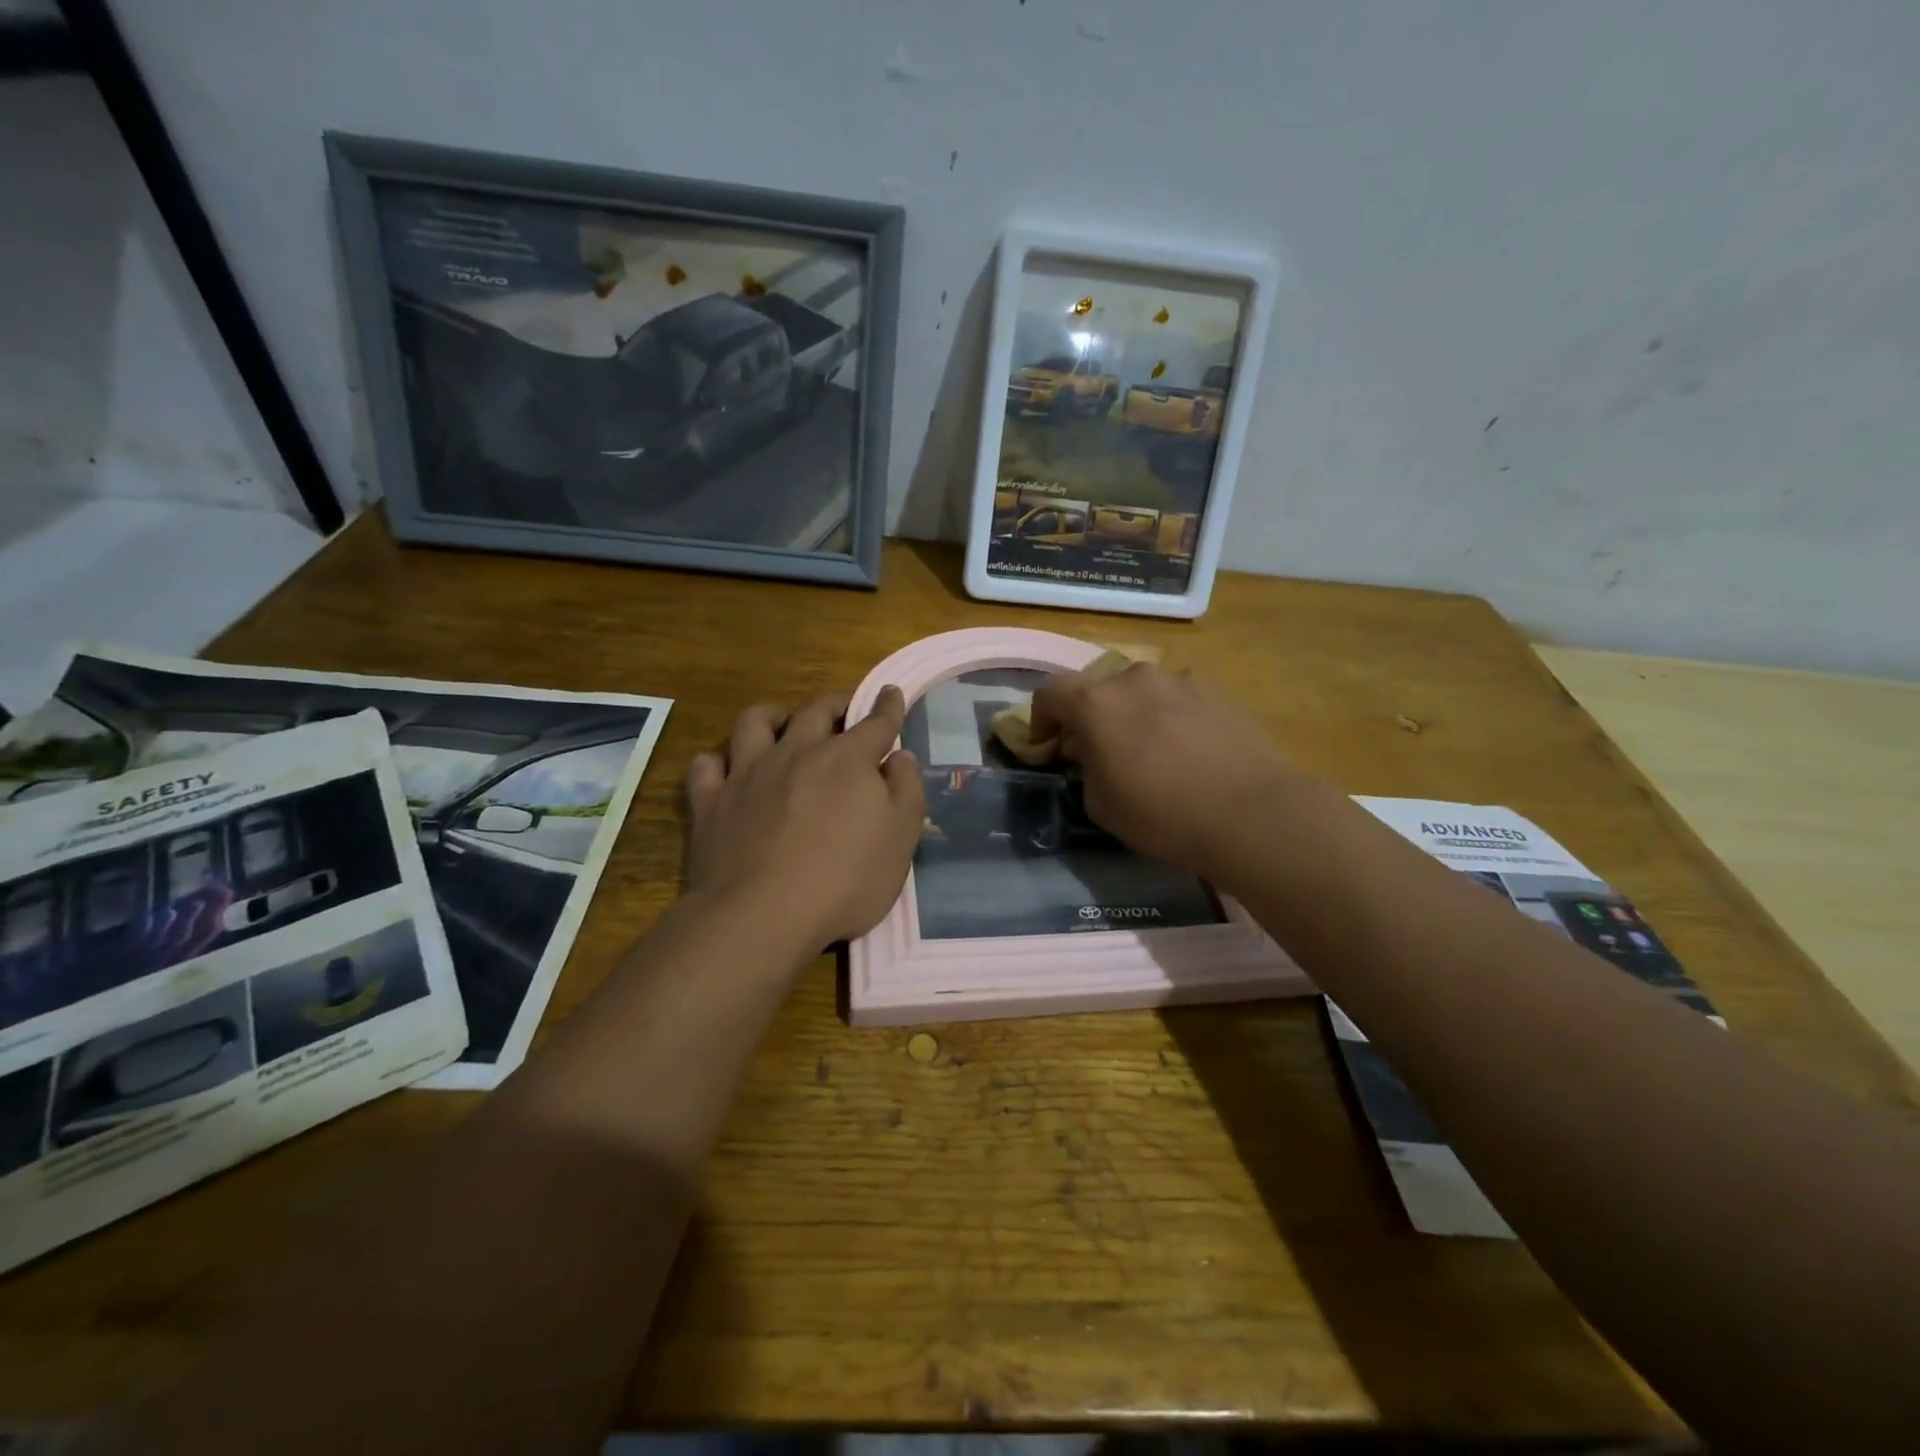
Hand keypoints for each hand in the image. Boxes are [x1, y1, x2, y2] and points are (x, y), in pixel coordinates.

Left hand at [685, 687, 924, 954]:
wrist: (763, 914)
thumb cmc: (846, 878)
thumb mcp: (901, 838)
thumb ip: (906, 789)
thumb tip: (900, 757)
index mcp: (846, 759)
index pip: (875, 723)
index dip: (887, 706)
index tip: (891, 693)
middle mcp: (796, 752)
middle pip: (815, 711)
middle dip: (835, 704)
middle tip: (843, 711)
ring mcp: (747, 773)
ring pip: (754, 722)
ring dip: (773, 716)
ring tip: (782, 725)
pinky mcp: (711, 801)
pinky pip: (707, 765)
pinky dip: (719, 761)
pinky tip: (728, 769)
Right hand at [1030, 662, 1296, 880]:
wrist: (1251, 813)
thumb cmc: (1162, 814)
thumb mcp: (1101, 805)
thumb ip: (1086, 769)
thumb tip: (1092, 753)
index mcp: (1097, 702)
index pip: (1050, 694)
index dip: (1040, 719)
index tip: (1047, 746)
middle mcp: (1135, 678)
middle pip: (1098, 688)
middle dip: (1090, 716)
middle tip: (1098, 750)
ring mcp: (1180, 680)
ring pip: (1141, 691)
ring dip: (1132, 713)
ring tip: (1147, 748)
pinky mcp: (1218, 691)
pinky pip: (1178, 698)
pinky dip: (1169, 716)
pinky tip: (1186, 749)